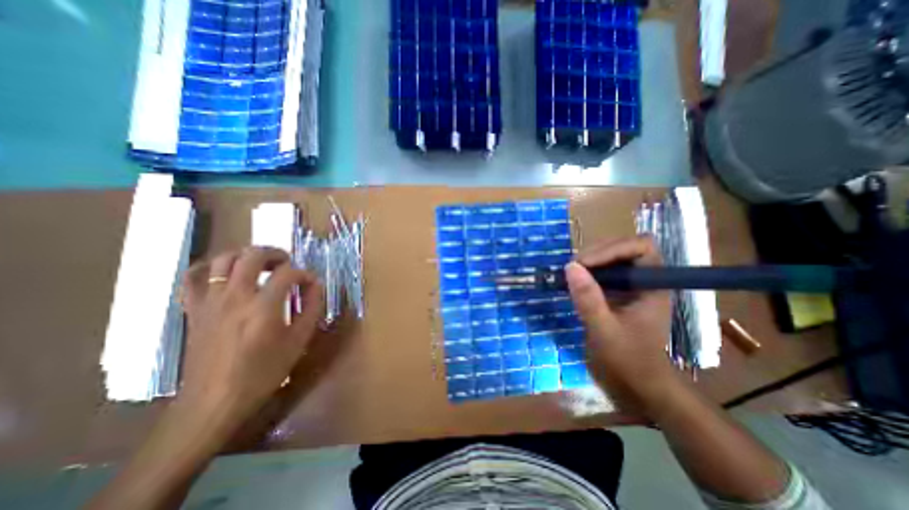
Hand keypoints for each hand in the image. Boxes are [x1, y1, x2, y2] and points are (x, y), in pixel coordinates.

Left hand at [180, 246, 325, 433]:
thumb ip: (311, 308)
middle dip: (276, 254)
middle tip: (287, 264)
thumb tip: (316, 285)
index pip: (288, 273)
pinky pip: (193, 277)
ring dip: (246, 255)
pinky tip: (223, 272)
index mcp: (263, 306)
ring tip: (261, 265)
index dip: (304, 274)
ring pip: (223, 259)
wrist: (214, 402)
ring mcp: (210, 301)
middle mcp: (235, 297)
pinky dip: (209, 267)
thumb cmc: (263, 372)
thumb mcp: (299, 341)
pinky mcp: (194, 309)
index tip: (311, 283)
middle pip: (253, 256)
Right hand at [566, 238, 676, 414]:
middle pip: (624, 247)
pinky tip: (574, 282)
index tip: (585, 263)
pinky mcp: (618, 292)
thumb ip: (588, 298)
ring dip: (589, 260)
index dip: (613, 248)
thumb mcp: (604, 329)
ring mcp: (630, 285)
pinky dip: (586, 272)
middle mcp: (644, 279)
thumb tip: (570, 267)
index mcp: (652, 285)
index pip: (641, 246)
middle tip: (572, 268)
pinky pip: (602, 271)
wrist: (638, 383)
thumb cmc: (628, 359)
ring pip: (611, 257)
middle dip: (597, 253)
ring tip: (570, 273)